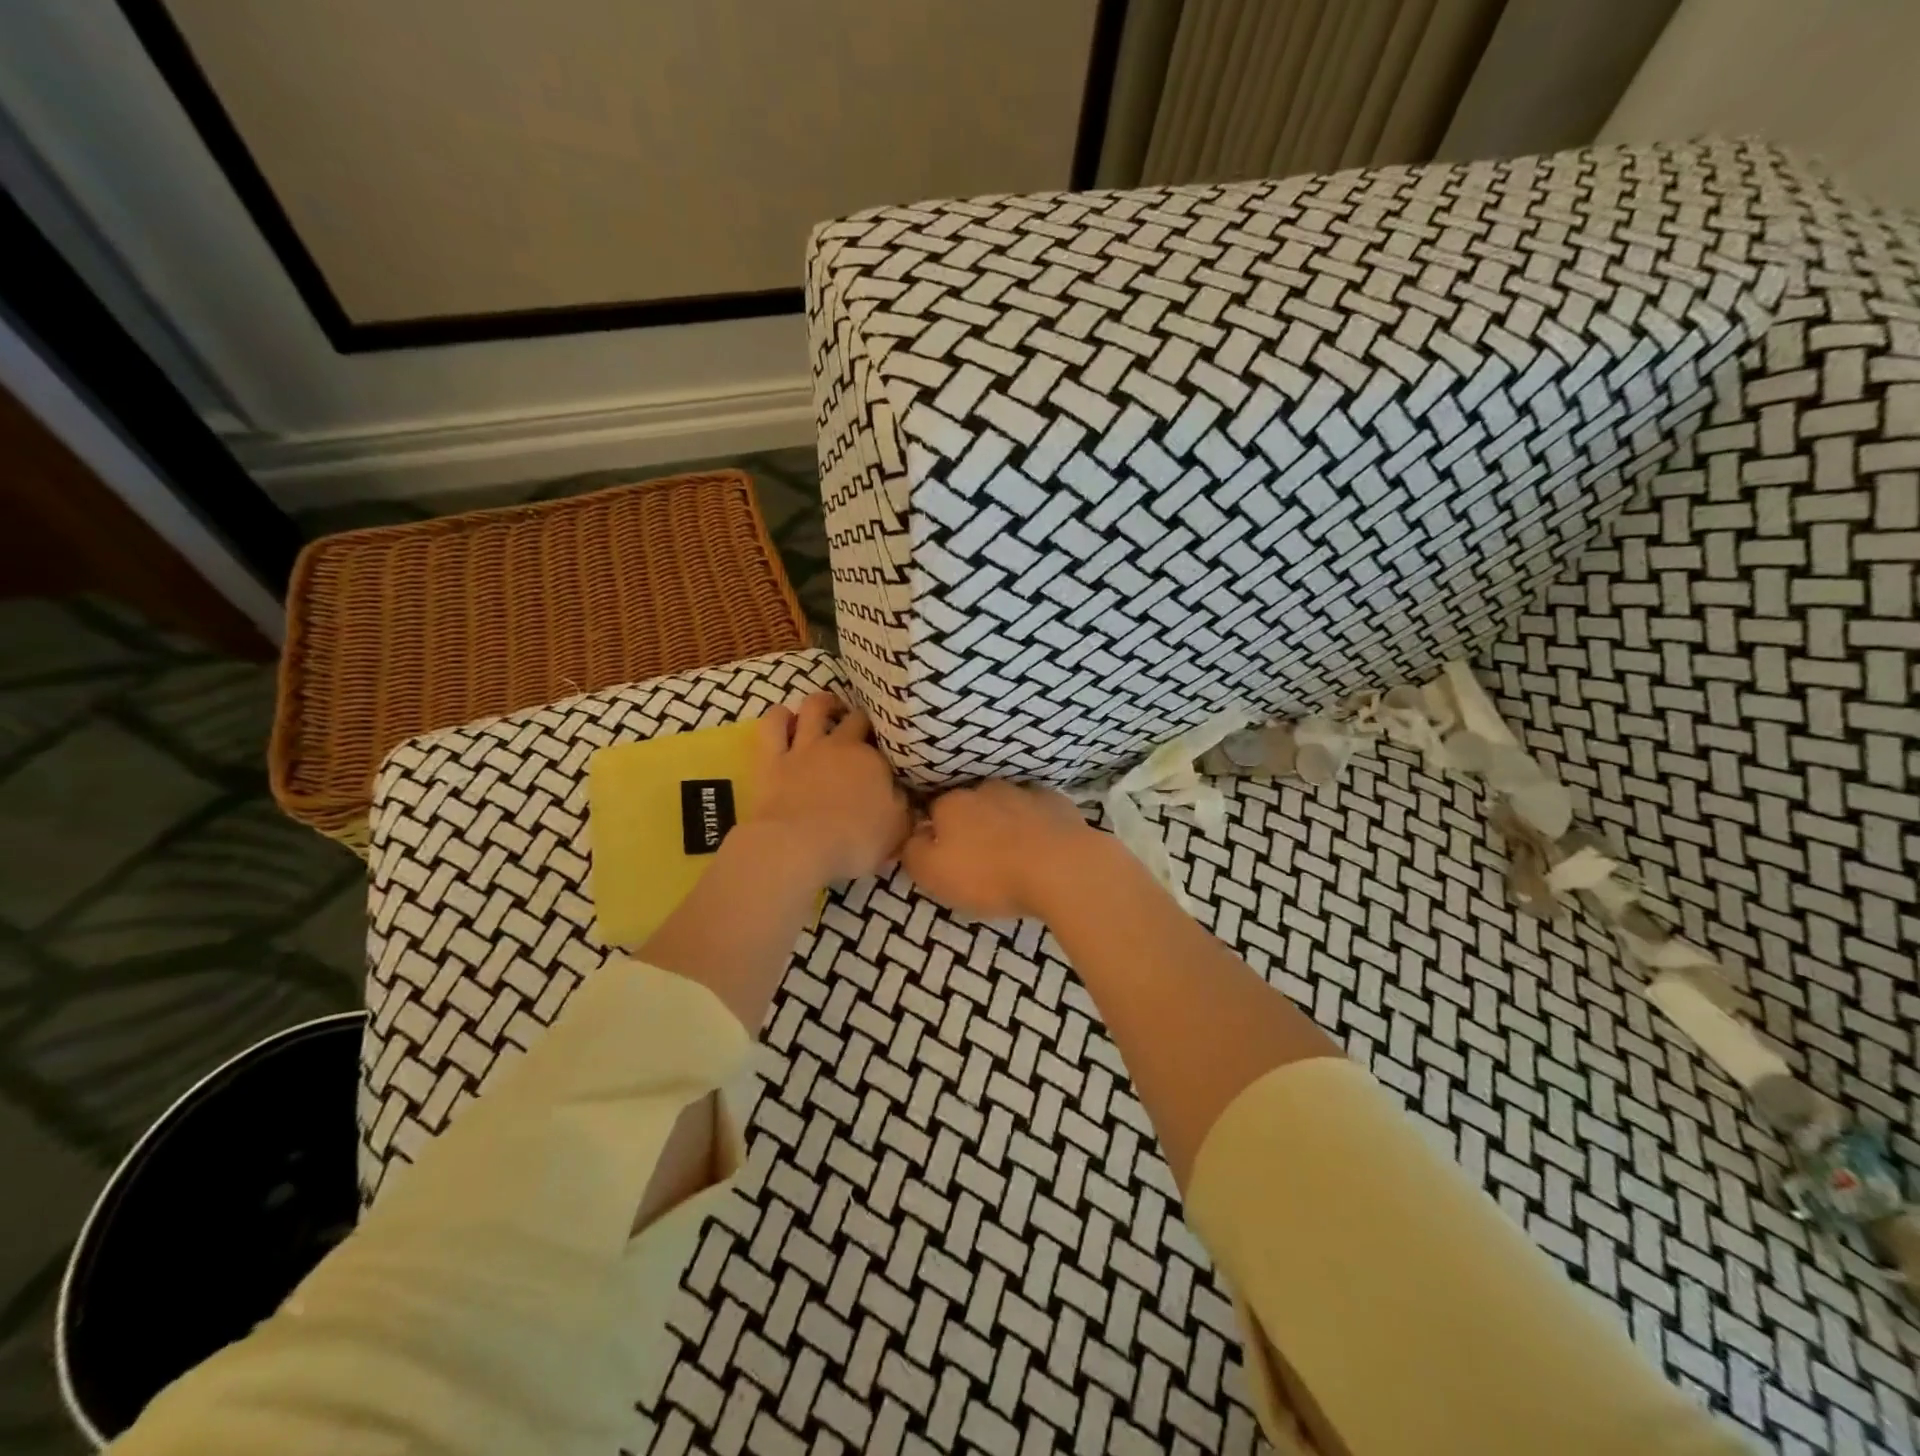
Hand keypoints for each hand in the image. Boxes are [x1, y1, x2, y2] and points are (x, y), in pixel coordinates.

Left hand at [749, 693, 909, 883]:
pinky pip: (773, 724)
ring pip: (814, 707)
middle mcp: (841, 744)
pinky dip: (780, 717)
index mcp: (875, 760)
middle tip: (864, 731)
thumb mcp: (897, 830)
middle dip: (862, 720)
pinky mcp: (772, 758)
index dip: (890, 747)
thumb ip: (904, 807)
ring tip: (829, 709)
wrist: (800, 847)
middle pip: (856, 718)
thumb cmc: (855, 841)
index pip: (888, 743)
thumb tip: (906, 793)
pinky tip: (786, 719)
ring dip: (823, 704)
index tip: (892, 757)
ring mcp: (805, 747)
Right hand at [901, 780, 1109, 919]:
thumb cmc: (990, 874)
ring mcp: (1024, 790)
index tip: (943, 856)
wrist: (1063, 868)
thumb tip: (911, 836)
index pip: (931, 811)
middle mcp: (985, 787)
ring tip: (1011, 853)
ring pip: (1004, 805)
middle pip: (969, 805)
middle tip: (977, 858)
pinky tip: (1041, 847)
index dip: (934, 834)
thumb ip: (912, 852)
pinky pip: (1037, 811)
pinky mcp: (1057, 802)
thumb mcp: (933, 873)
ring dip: (1003, 823)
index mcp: (951, 802)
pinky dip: (1034, 825)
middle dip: (970, 825)